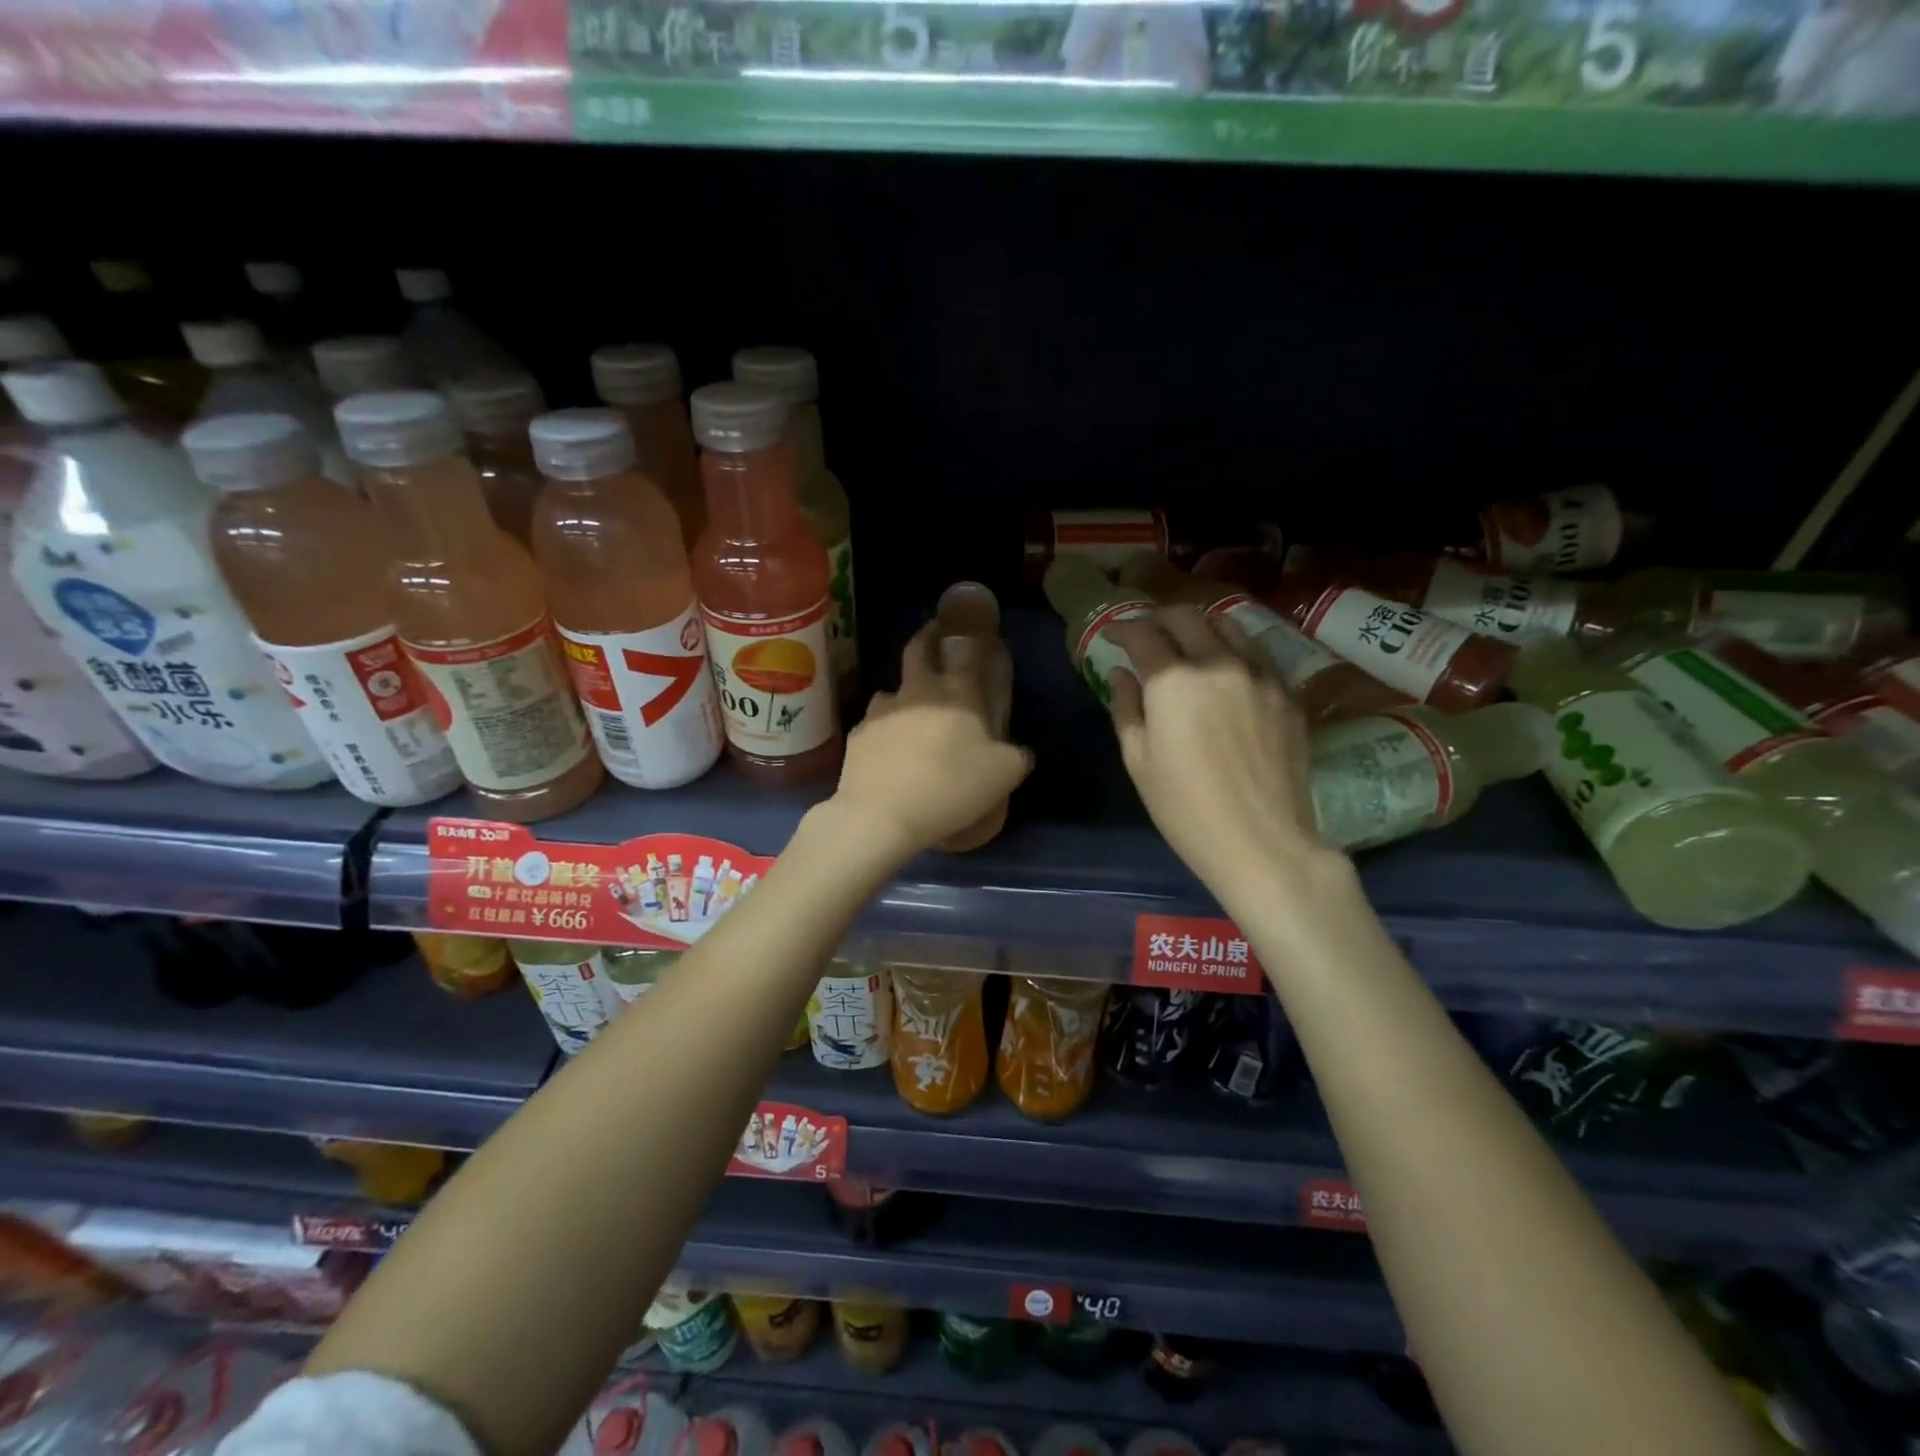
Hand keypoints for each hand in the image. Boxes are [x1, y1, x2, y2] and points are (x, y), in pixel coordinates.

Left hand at [830, 621, 1032, 860]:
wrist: (882, 815)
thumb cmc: (951, 787)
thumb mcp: (1004, 776)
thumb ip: (1017, 756)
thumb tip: (1019, 750)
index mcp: (957, 692)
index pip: (965, 649)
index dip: (969, 634)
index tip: (968, 630)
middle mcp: (917, 691)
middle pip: (917, 649)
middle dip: (927, 639)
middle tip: (934, 642)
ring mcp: (881, 711)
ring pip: (891, 688)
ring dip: (903, 693)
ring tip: (910, 712)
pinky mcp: (857, 735)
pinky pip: (873, 723)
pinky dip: (884, 730)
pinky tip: (889, 750)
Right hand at [1107, 606, 1324, 899]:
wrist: (1262, 842)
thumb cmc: (1185, 809)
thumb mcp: (1138, 761)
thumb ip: (1126, 707)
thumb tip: (1121, 673)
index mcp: (1173, 681)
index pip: (1143, 634)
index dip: (1122, 628)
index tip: (1112, 634)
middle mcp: (1218, 663)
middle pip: (1185, 617)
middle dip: (1158, 617)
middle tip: (1146, 632)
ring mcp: (1260, 674)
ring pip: (1227, 625)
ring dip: (1198, 625)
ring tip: (1186, 641)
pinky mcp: (1288, 692)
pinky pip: (1256, 652)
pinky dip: (1232, 647)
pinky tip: (1225, 667)